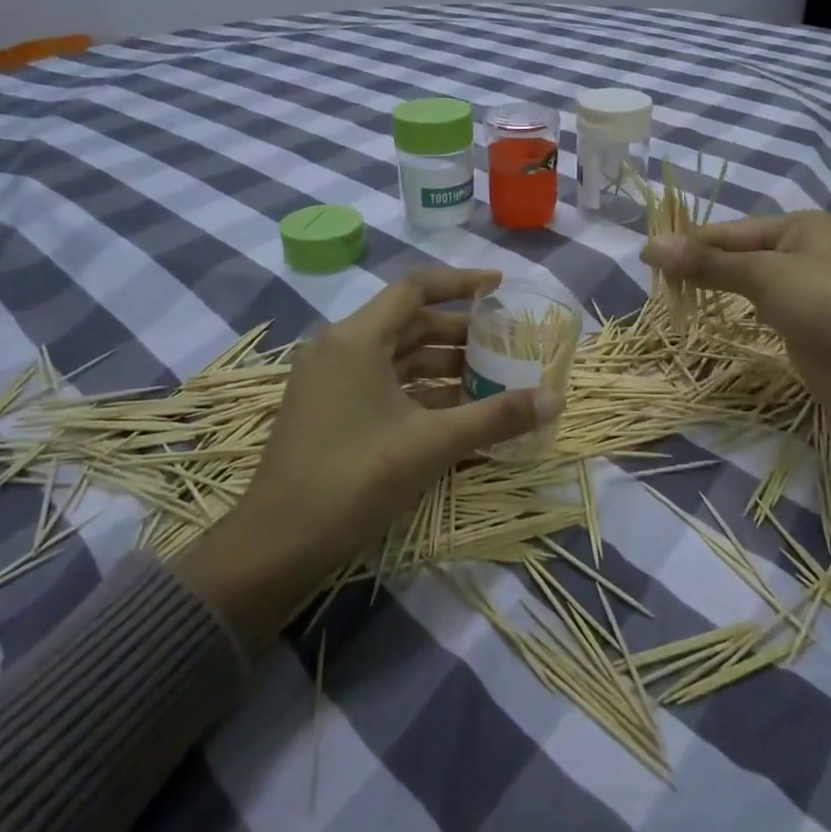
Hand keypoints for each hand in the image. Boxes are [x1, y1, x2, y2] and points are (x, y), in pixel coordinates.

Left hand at [176, 268, 560, 643]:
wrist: (274, 548)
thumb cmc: (353, 481)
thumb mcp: (431, 445)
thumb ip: (495, 417)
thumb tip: (556, 399)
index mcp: (356, 339)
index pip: (415, 289)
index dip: (461, 283)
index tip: (501, 288)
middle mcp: (339, 348)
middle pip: (409, 323)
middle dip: (460, 333)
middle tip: (505, 344)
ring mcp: (329, 381)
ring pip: (397, 357)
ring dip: (442, 365)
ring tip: (490, 380)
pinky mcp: (328, 410)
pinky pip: (382, 384)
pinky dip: (419, 390)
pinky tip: (454, 412)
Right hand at [642, 213, 830, 486]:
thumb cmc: (829, 307)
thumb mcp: (766, 276)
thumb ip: (709, 263)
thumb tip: (651, 246)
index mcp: (799, 227)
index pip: (730, 230)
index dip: (689, 243)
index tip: (646, 257)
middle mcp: (802, 252)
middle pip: (737, 254)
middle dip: (699, 265)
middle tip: (655, 282)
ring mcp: (804, 291)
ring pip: (746, 282)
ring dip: (713, 288)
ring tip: (672, 297)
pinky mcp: (803, 325)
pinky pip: (758, 309)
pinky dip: (733, 311)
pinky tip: (711, 316)